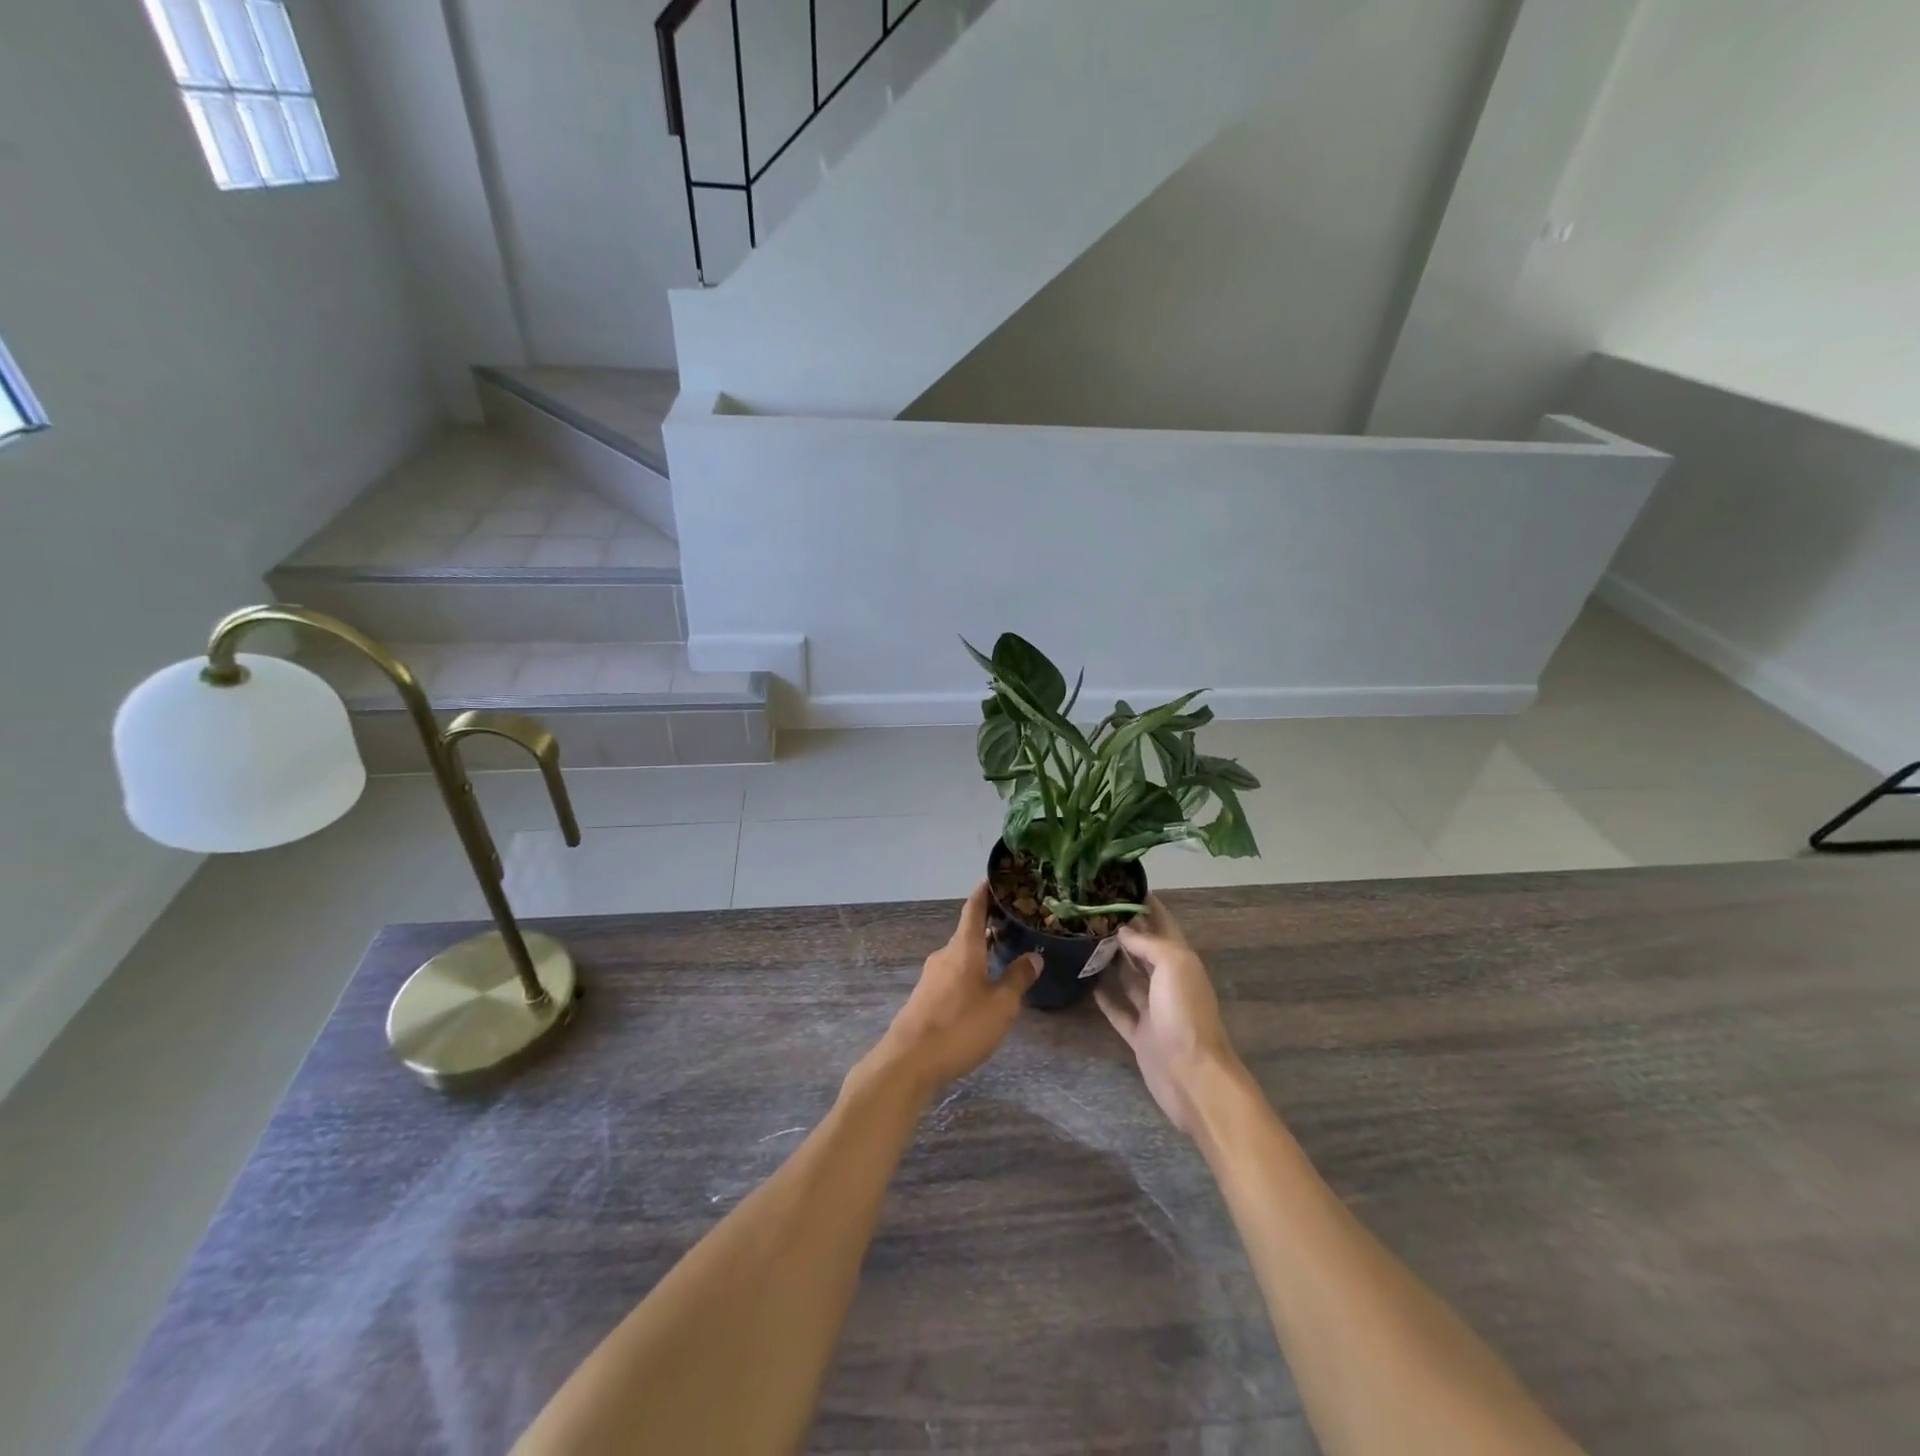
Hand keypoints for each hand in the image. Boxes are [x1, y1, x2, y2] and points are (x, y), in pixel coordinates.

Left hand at [867, 883, 1040, 1097]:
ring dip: (980, 955)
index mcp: (963, 948)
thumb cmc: (960, 1026)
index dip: (984, 893)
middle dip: (989, 929)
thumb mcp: (1000, 1006)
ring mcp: (931, 977)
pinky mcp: (925, 998)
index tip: (993, 879)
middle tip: (1014, 926)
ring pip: (961, 957)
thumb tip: (1033, 956)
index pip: (973, 909)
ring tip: (1004, 959)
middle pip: (969, 935)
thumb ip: (1018, 979)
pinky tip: (981, 992)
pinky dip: (969, 974)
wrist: (909, 1061)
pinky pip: (952, 976)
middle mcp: (945, 956)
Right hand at [1096, 896, 1243, 1136]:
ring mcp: (1153, 1009)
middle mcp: (1167, 981)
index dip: (1146, 904)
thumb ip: (1149, 943)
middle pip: (1144, 949)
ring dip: (1112, 960)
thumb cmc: (1185, 1013)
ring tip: (1083, 939)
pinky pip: (1119, 1010)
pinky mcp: (1139, 1034)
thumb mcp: (1173, 965)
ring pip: (1129, 977)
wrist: (1192, 1076)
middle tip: (1091, 910)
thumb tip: (1123, 930)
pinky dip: (1105, 997)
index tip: (1120, 884)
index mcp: (1181, 960)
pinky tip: (1086, 983)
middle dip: (1124, 930)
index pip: (1163, 923)